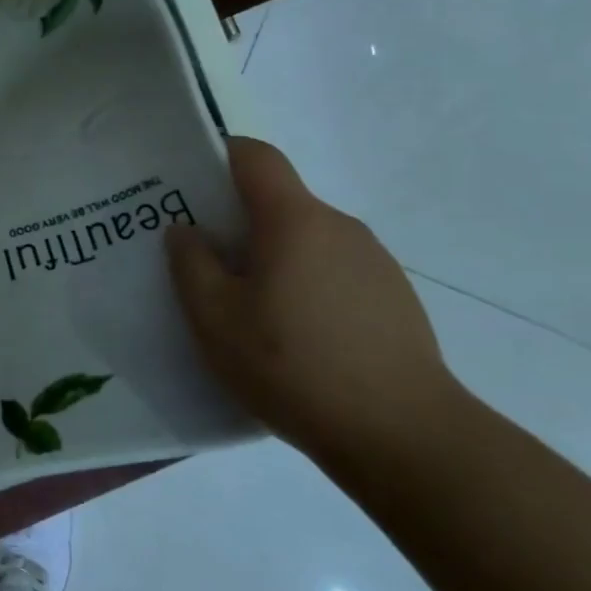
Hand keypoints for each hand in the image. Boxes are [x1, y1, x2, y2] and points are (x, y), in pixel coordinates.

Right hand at [164, 137, 470, 473]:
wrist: (403, 435)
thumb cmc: (292, 365)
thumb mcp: (214, 318)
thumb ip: (191, 264)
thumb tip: (186, 230)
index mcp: (294, 220)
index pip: (255, 156)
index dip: (219, 155)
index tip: (188, 184)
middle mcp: (339, 227)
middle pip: (278, 201)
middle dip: (236, 220)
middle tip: (202, 260)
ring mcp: (374, 262)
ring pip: (306, 240)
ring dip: (272, 257)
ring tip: (247, 309)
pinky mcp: (393, 299)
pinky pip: (333, 272)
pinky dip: (304, 285)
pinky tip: (294, 338)